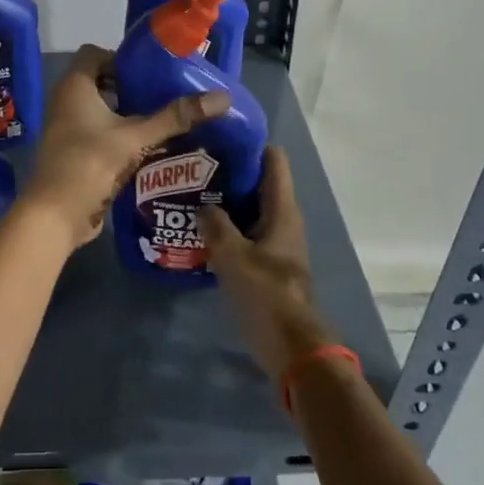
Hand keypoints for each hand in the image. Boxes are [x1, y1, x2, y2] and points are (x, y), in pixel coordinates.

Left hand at [21, 44, 228, 247]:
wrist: (55, 215)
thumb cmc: (90, 164)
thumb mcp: (136, 137)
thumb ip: (175, 117)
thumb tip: (222, 98)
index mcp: (74, 86)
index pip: (95, 53)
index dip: (122, 58)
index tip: (153, 71)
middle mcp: (66, 101)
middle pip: (101, 82)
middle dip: (132, 87)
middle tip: (165, 94)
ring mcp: (67, 128)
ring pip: (101, 110)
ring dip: (128, 113)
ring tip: (164, 119)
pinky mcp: (73, 152)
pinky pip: (99, 133)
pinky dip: (120, 134)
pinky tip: (149, 146)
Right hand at [201, 147, 334, 381]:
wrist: (292, 349)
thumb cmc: (266, 295)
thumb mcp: (233, 256)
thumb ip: (215, 225)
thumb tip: (202, 204)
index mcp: (282, 211)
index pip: (274, 161)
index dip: (250, 144)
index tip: (219, 135)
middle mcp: (283, 221)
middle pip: (259, 183)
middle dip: (230, 171)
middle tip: (194, 164)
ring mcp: (277, 244)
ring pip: (250, 209)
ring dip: (225, 200)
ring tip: (190, 192)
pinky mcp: (268, 264)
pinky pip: (246, 233)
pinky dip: (227, 226)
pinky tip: (199, 229)